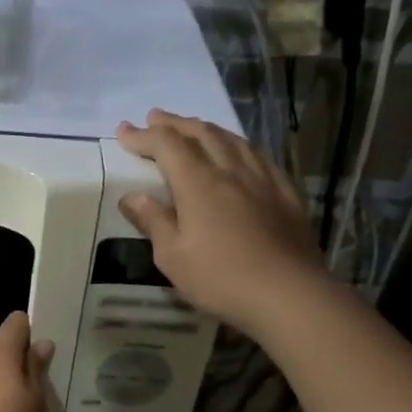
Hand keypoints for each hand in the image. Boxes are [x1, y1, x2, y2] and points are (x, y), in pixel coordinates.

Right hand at [116, 110, 328, 330]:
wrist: (288, 293)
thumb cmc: (220, 278)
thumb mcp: (172, 256)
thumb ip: (153, 221)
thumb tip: (132, 196)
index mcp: (198, 183)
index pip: (166, 145)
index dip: (143, 136)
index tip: (124, 131)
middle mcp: (230, 170)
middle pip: (201, 133)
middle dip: (174, 123)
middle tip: (155, 117)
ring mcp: (262, 179)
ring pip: (232, 139)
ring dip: (206, 129)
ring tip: (192, 128)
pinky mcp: (284, 193)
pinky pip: (257, 156)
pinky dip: (237, 145)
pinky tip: (238, 153)